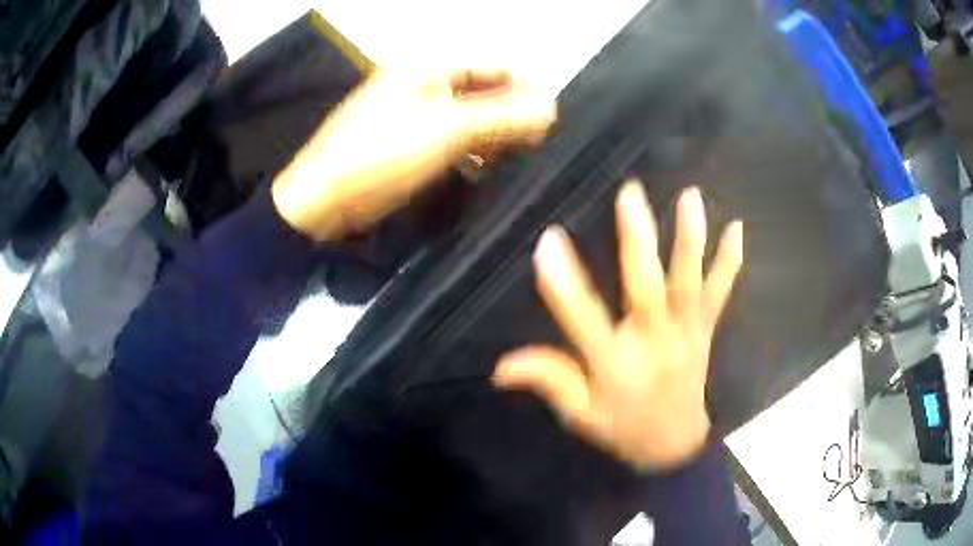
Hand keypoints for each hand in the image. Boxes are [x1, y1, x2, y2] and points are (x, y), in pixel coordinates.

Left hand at [272, 69, 555, 240]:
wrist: (323, 201)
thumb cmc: (381, 155)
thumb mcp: (447, 130)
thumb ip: (501, 118)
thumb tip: (550, 111)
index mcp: (428, 69)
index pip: (491, 66)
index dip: (523, 87)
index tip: (548, 117)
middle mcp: (422, 86)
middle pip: (481, 92)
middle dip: (509, 115)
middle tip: (536, 144)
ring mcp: (412, 117)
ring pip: (467, 120)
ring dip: (492, 137)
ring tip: (515, 161)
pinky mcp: (406, 146)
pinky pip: (449, 142)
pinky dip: (470, 153)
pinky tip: (485, 171)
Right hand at [494, 182, 743, 469]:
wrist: (676, 446)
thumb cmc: (623, 429)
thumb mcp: (581, 414)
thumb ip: (548, 381)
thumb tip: (500, 366)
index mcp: (615, 366)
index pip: (584, 319)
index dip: (564, 282)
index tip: (548, 240)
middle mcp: (653, 345)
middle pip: (646, 289)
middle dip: (637, 240)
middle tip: (629, 194)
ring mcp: (685, 335)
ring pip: (688, 283)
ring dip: (689, 239)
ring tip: (689, 196)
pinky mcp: (705, 331)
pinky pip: (719, 294)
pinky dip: (729, 262)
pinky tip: (737, 228)